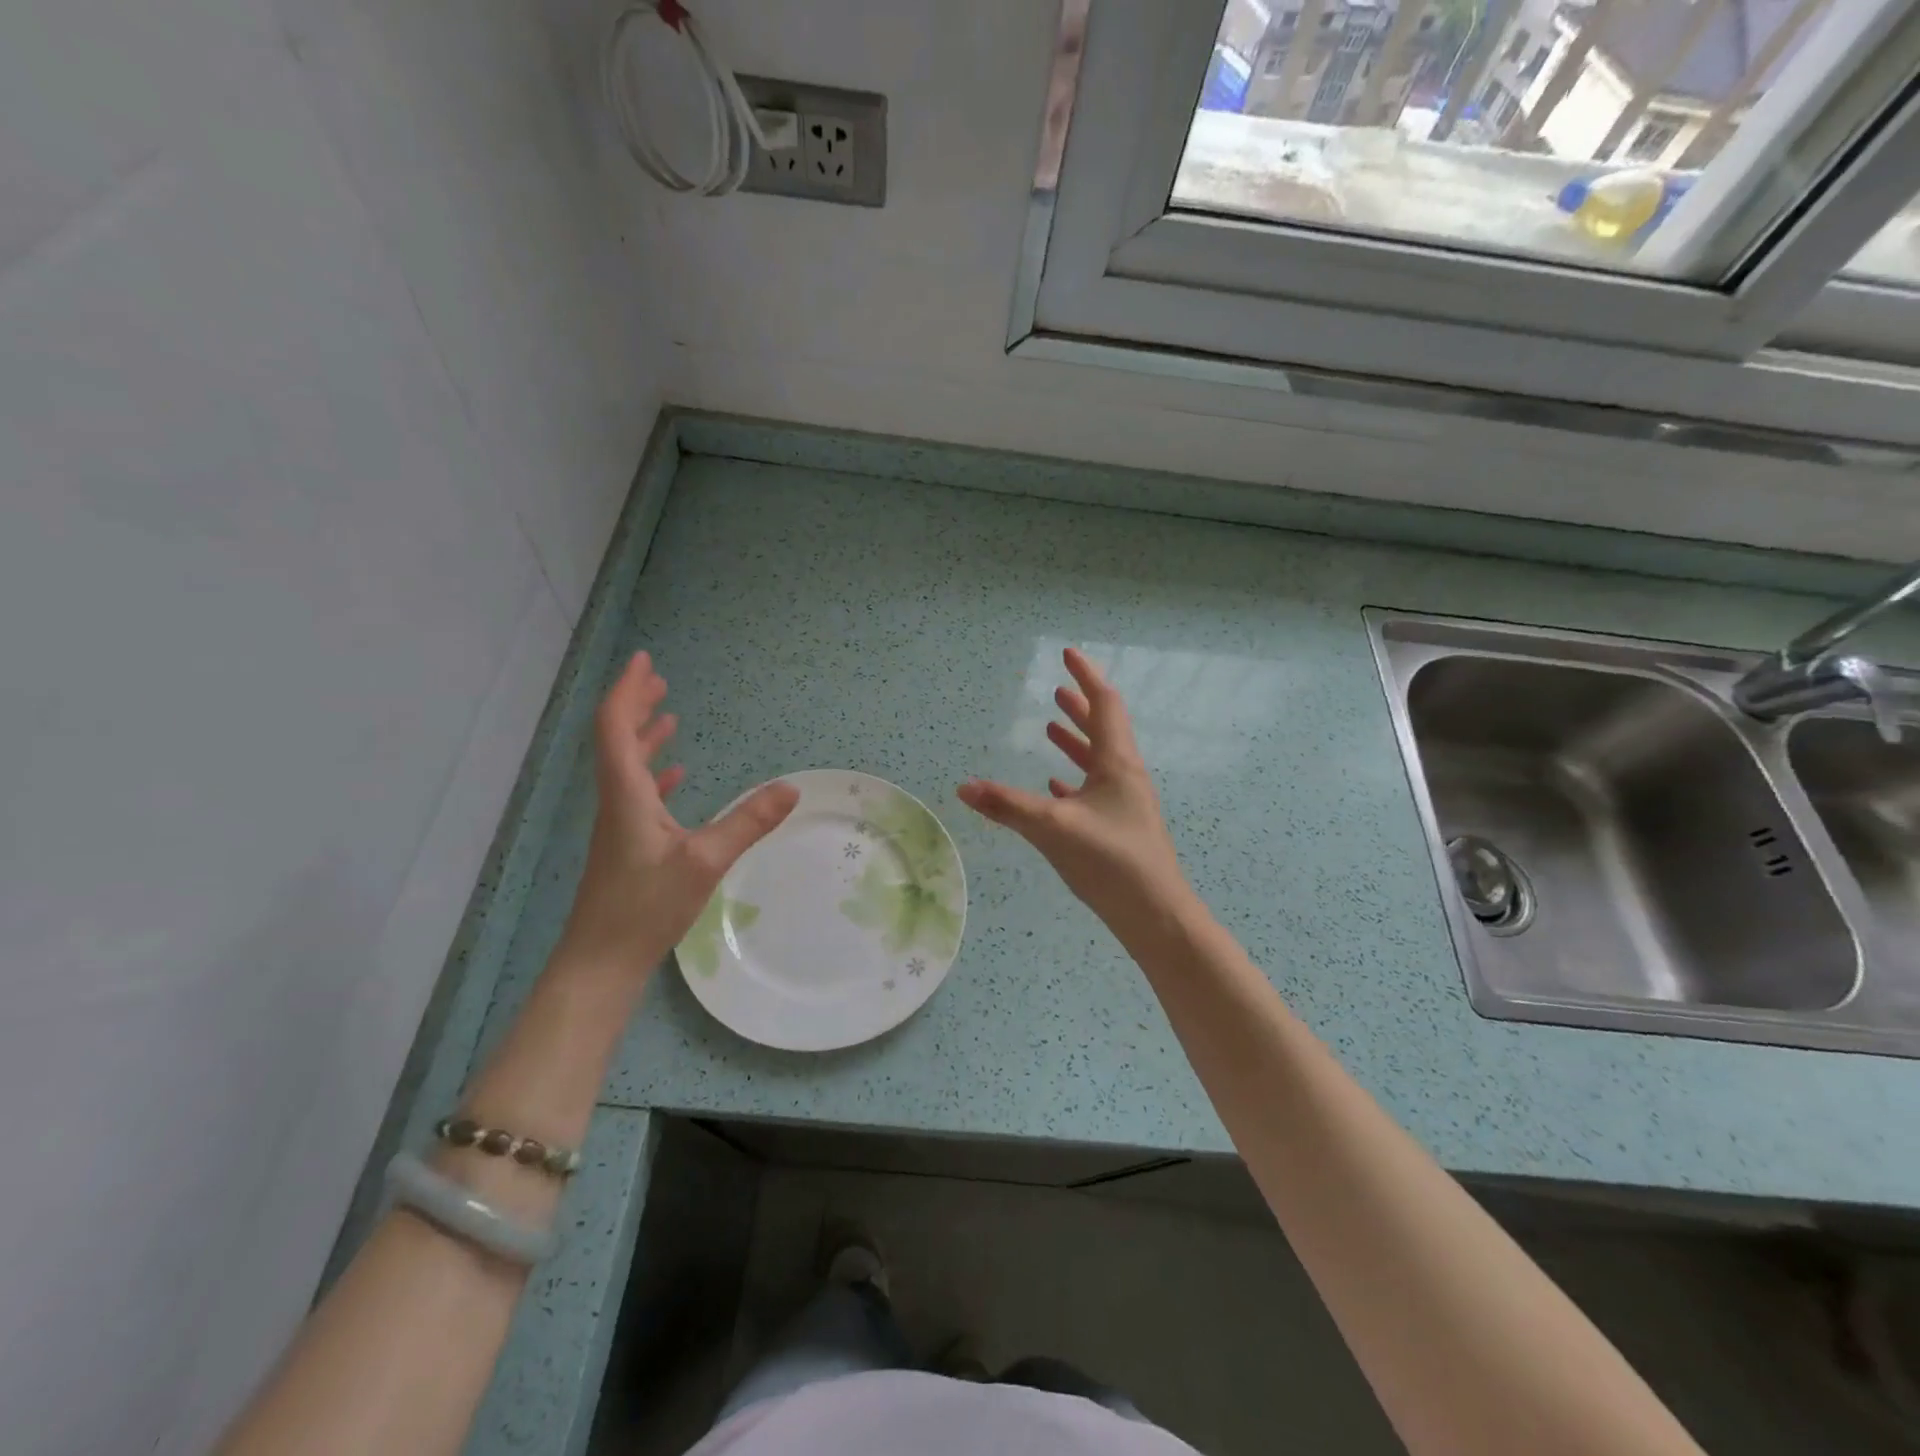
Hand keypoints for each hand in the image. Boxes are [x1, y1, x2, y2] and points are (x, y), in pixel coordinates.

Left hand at [560, 652, 798, 974]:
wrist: (601, 963)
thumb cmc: (644, 909)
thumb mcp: (704, 862)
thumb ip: (748, 823)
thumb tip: (792, 788)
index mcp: (626, 795)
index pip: (616, 727)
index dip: (627, 691)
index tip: (644, 661)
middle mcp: (617, 802)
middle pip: (618, 740)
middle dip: (637, 706)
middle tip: (658, 679)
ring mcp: (619, 826)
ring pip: (627, 766)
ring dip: (645, 736)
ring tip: (669, 713)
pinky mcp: (627, 847)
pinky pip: (639, 794)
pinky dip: (655, 773)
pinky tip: (676, 775)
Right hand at [957, 647, 1187, 931]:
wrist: (1155, 915)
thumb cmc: (1111, 861)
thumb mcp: (1053, 828)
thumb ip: (1007, 806)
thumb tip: (963, 787)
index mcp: (1117, 763)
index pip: (1104, 704)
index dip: (1085, 676)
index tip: (1068, 654)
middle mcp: (1125, 776)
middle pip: (1103, 729)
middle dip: (1079, 706)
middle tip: (1057, 690)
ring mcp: (1125, 803)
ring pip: (1098, 760)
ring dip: (1076, 740)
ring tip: (1052, 726)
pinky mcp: (1120, 828)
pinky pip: (1095, 791)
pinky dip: (1075, 779)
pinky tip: (1056, 787)